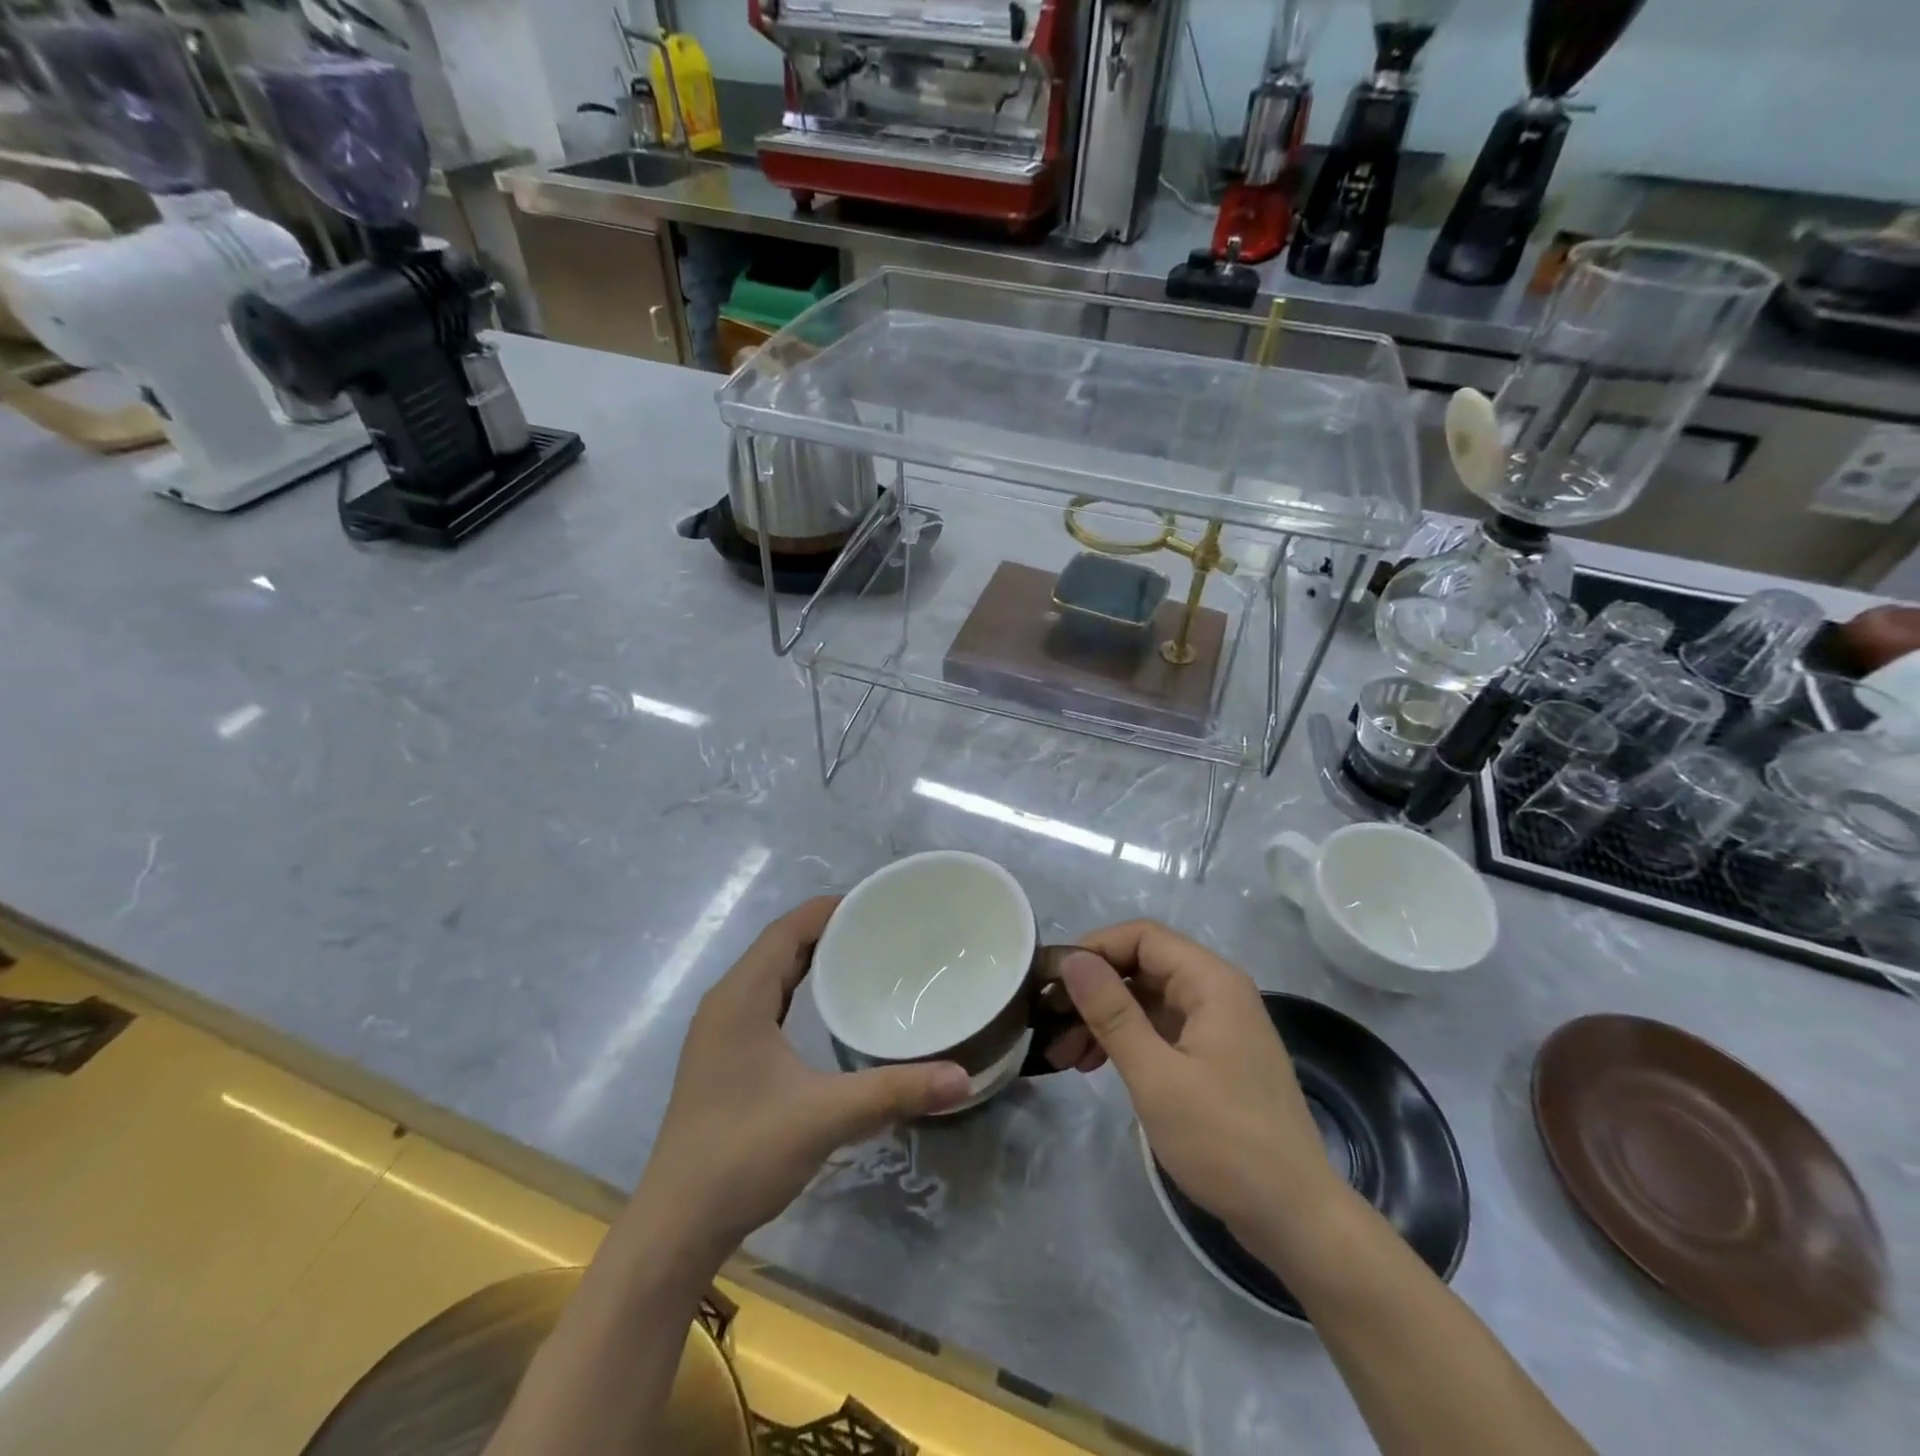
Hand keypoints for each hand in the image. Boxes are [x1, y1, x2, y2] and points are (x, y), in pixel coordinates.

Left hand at [636, 897, 972, 1257]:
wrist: (676, 1227)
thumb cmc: (744, 1155)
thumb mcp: (826, 1116)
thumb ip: (895, 1091)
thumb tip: (962, 1077)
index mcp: (740, 997)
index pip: (788, 929)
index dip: (830, 909)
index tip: (880, 903)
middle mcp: (725, 1003)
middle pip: (780, 946)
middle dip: (828, 931)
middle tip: (885, 930)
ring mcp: (720, 1032)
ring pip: (771, 974)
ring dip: (812, 960)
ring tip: (865, 958)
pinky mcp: (723, 1058)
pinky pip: (765, 1001)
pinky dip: (798, 990)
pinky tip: (828, 1009)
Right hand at [1062, 921, 1343, 1246]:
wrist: (1295, 1218)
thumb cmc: (1224, 1141)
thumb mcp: (1156, 1076)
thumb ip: (1112, 1013)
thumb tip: (1072, 960)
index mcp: (1211, 982)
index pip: (1141, 936)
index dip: (1093, 949)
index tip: (1051, 980)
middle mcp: (1216, 991)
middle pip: (1141, 966)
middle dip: (1092, 991)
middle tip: (1049, 1024)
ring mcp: (1217, 1025)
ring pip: (1146, 999)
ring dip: (1103, 1020)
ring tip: (1063, 1056)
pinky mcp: (1214, 1057)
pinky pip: (1160, 1029)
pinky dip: (1125, 1040)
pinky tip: (1095, 1065)